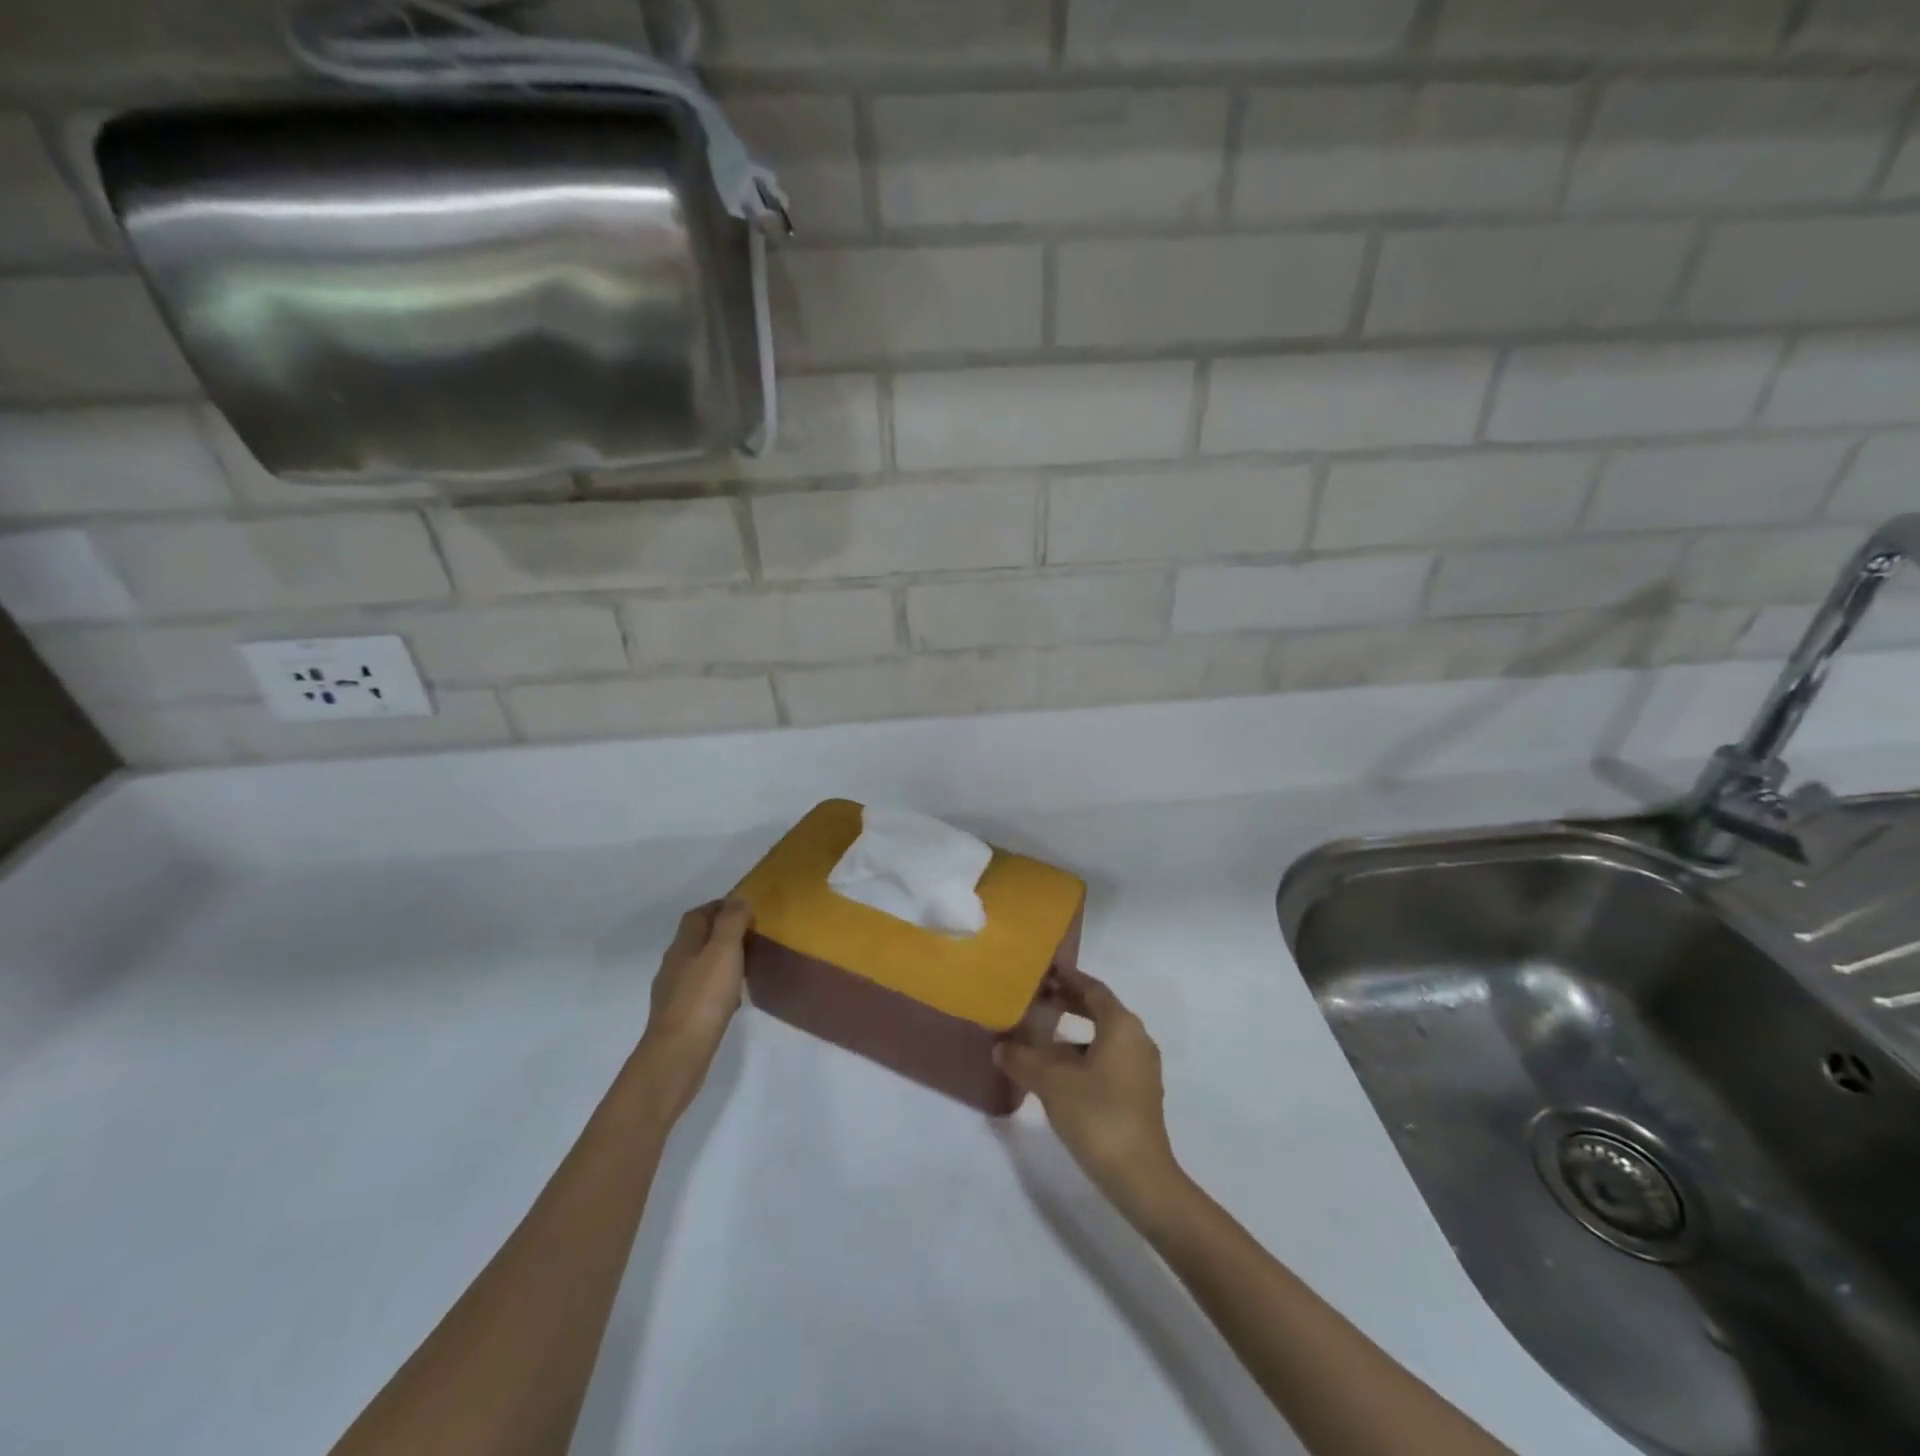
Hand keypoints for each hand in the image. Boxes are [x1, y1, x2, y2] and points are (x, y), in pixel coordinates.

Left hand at [636, 898, 752, 1112]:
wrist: (677, 1055)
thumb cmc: (703, 998)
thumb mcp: (724, 951)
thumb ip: (732, 922)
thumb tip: (738, 899)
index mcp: (683, 945)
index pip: (698, 915)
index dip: (719, 907)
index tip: (745, 908)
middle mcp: (674, 965)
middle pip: (696, 939)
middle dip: (721, 932)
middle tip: (751, 935)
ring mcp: (674, 993)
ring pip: (699, 965)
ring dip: (720, 960)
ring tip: (746, 965)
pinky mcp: (680, 1017)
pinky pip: (701, 991)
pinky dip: (717, 986)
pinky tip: (733, 998)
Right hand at [995, 967, 1185, 1223]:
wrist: (1140, 1177)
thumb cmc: (1097, 1116)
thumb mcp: (1052, 1083)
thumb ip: (1023, 1059)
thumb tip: (1000, 1045)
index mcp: (1121, 1025)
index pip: (1092, 988)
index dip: (1066, 977)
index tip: (1042, 970)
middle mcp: (1136, 1039)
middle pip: (1099, 1010)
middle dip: (1068, 1002)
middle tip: (1035, 998)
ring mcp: (1140, 1068)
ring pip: (1102, 1037)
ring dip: (1072, 1032)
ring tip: (1038, 1036)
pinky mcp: (1138, 1094)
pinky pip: (1107, 1059)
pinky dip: (1082, 1055)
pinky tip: (1057, 1072)